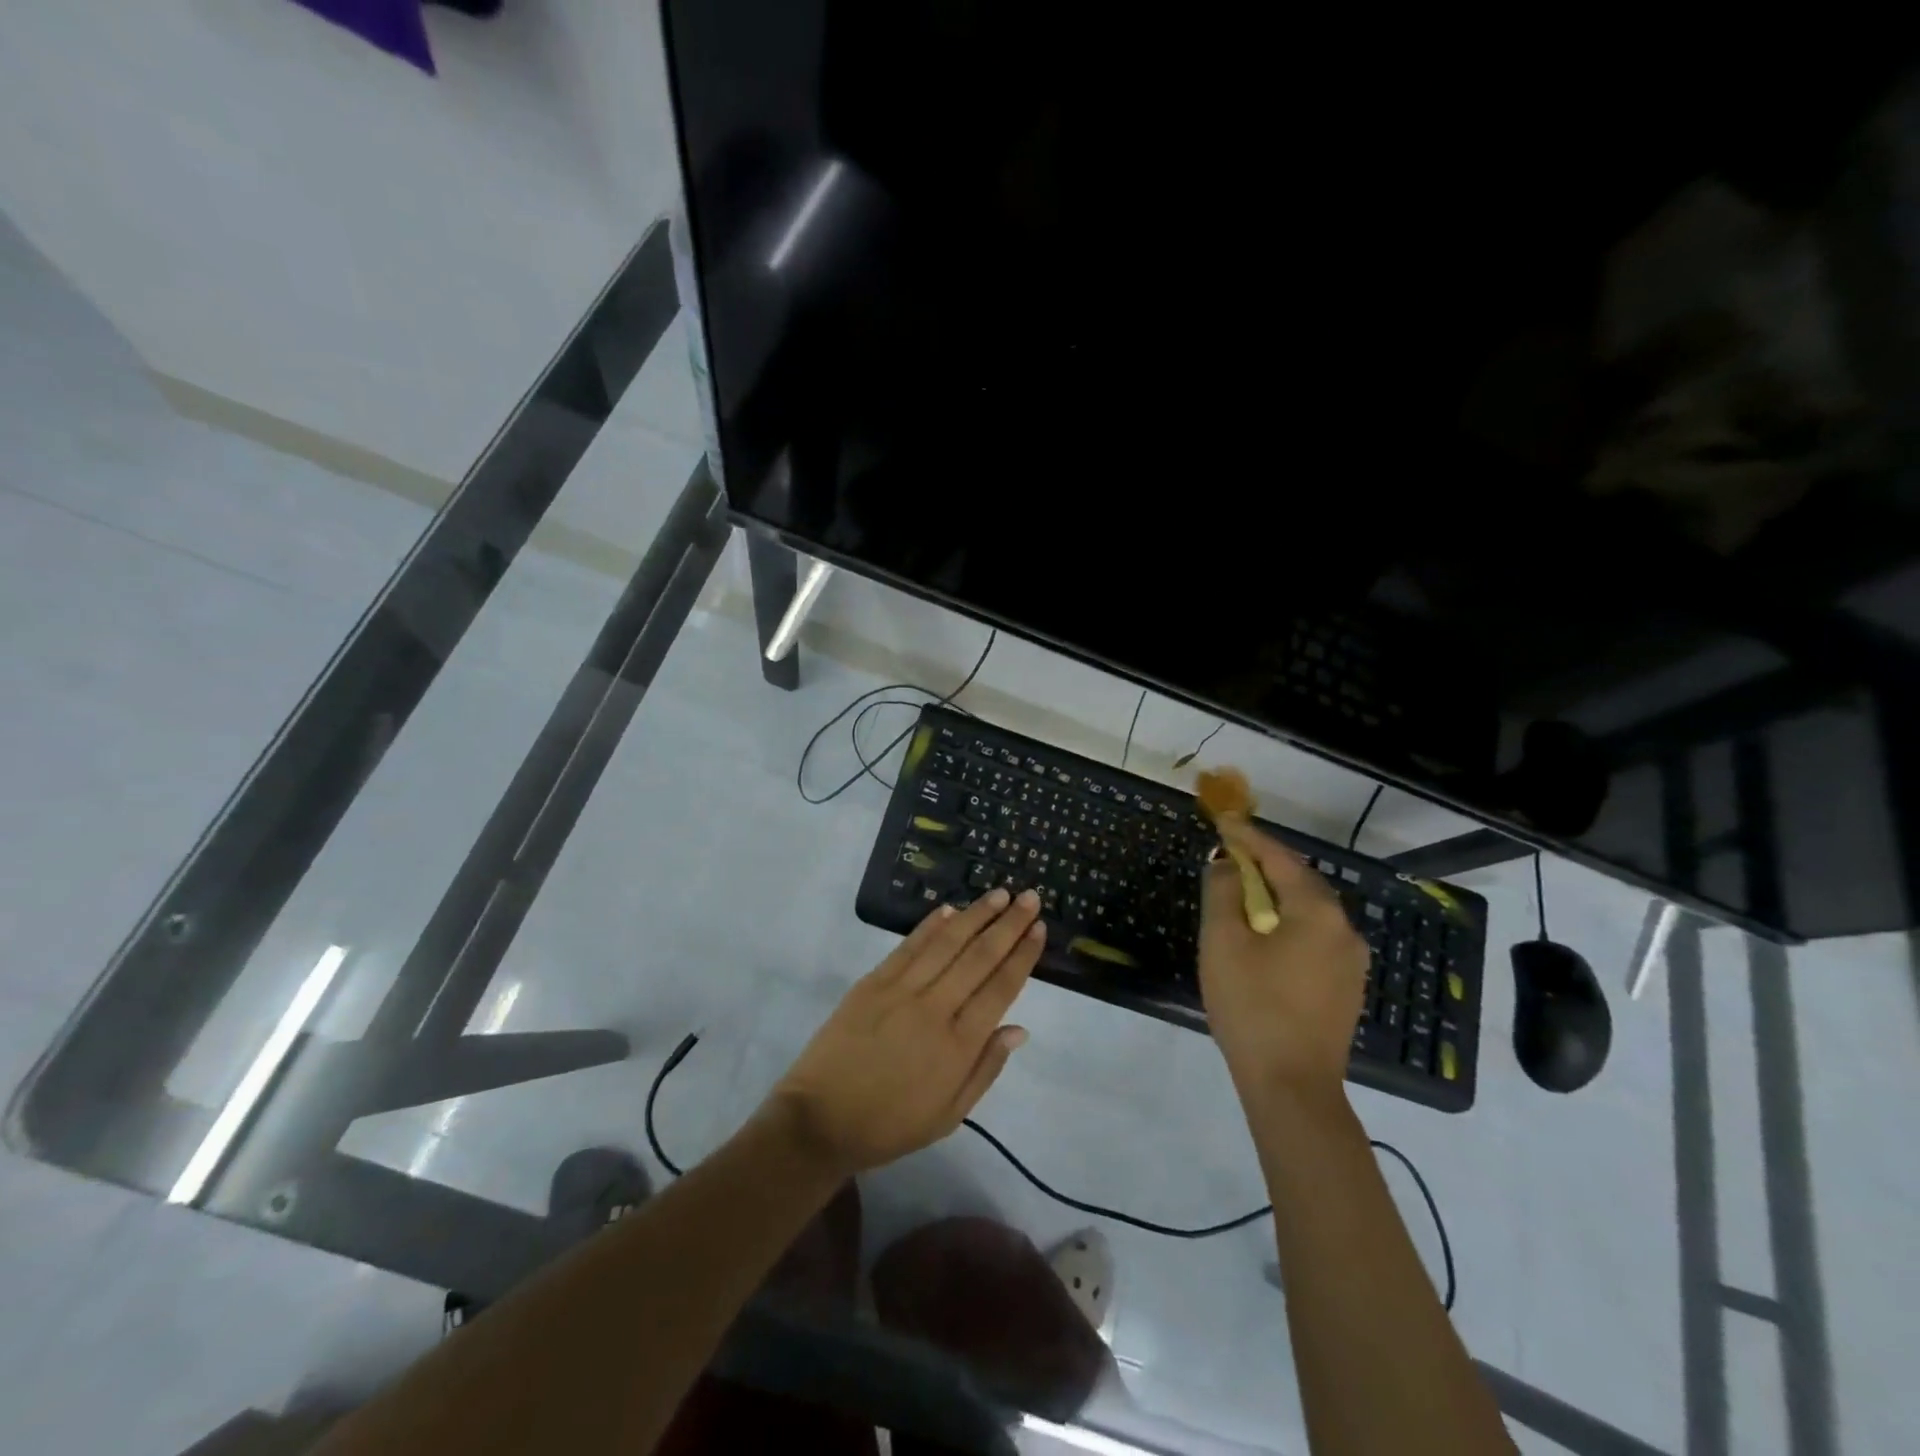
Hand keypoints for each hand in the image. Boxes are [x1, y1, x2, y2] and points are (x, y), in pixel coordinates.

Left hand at [765, 887, 1043, 1175]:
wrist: (819, 1120)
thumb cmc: (890, 1124)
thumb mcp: (948, 1115)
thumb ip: (985, 1069)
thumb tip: (1019, 1029)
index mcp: (957, 1046)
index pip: (1000, 989)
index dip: (1022, 956)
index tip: (1039, 929)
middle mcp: (934, 1009)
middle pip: (978, 957)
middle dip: (1008, 925)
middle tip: (1030, 898)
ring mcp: (900, 991)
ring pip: (946, 943)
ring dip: (976, 915)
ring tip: (999, 894)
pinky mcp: (872, 982)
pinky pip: (908, 947)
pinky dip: (930, 925)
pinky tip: (949, 909)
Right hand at [1199, 819, 1367, 1096]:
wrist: (1292, 1087)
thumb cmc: (1252, 1007)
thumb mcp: (1223, 942)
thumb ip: (1223, 892)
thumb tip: (1226, 864)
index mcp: (1317, 912)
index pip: (1280, 859)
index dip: (1248, 838)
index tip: (1223, 821)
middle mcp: (1344, 929)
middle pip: (1301, 881)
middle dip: (1264, 863)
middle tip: (1229, 854)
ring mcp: (1351, 960)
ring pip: (1310, 910)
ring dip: (1276, 893)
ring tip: (1242, 891)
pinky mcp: (1346, 986)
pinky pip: (1315, 936)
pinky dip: (1288, 921)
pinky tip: (1264, 934)